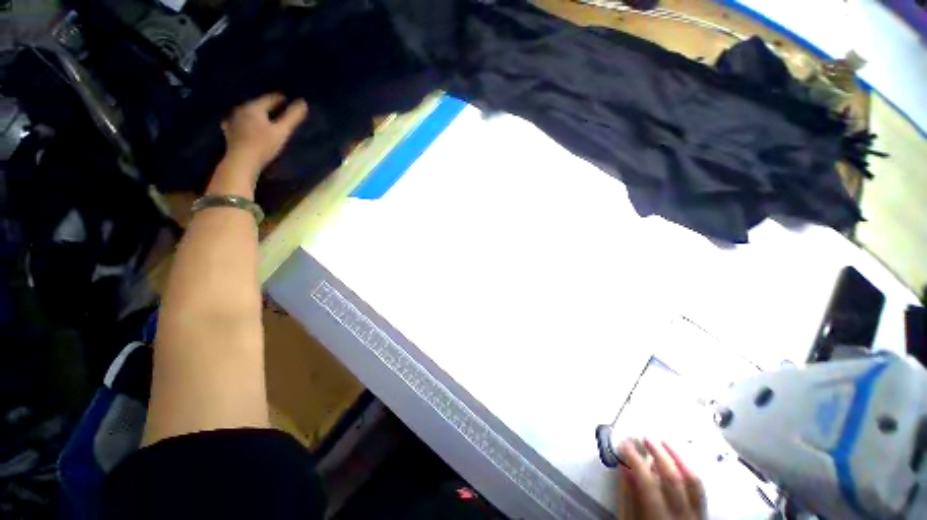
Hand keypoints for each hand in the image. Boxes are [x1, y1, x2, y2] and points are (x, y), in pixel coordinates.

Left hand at [222, 93, 307, 171]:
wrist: (242, 161)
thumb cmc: (263, 145)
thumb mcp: (282, 131)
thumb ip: (292, 117)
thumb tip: (303, 102)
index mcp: (254, 107)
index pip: (270, 99)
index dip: (280, 99)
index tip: (288, 99)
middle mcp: (241, 110)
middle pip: (257, 104)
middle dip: (268, 106)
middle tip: (278, 108)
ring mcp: (233, 120)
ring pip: (248, 113)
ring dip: (256, 113)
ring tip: (264, 116)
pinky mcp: (229, 132)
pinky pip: (238, 122)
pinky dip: (245, 122)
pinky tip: (244, 124)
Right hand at [618, 439, 705, 519]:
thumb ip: (627, 498)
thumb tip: (624, 467)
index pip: (647, 483)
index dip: (635, 460)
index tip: (624, 443)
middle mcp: (682, 518)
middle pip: (674, 479)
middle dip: (658, 454)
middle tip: (645, 437)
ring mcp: (697, 518)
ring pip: (694, 483)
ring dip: (678, 458)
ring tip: (664, 442)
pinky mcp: (703, 517)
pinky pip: (700, 490)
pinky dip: (689, 471)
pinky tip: (678, 461)